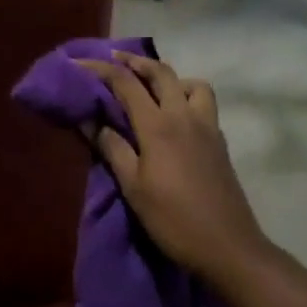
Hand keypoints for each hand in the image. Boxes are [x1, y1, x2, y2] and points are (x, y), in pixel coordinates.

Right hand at [76, 52, 270, 286]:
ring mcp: (207, 126)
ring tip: (153, 89)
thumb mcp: (133, 187)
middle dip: (135, 61)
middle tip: (114, 60)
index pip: (126, 84)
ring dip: (170, 77)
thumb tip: (90, 120)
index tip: (79, 64)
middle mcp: (184, 116)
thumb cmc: (173, 219)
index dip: (101, 70)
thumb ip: (113, 148)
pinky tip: (175, 117)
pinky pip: (203, 104)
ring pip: (191, 83)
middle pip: (161, 72)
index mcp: (158, 125)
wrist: (228, 246)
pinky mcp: (219, 141)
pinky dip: (186, 97)